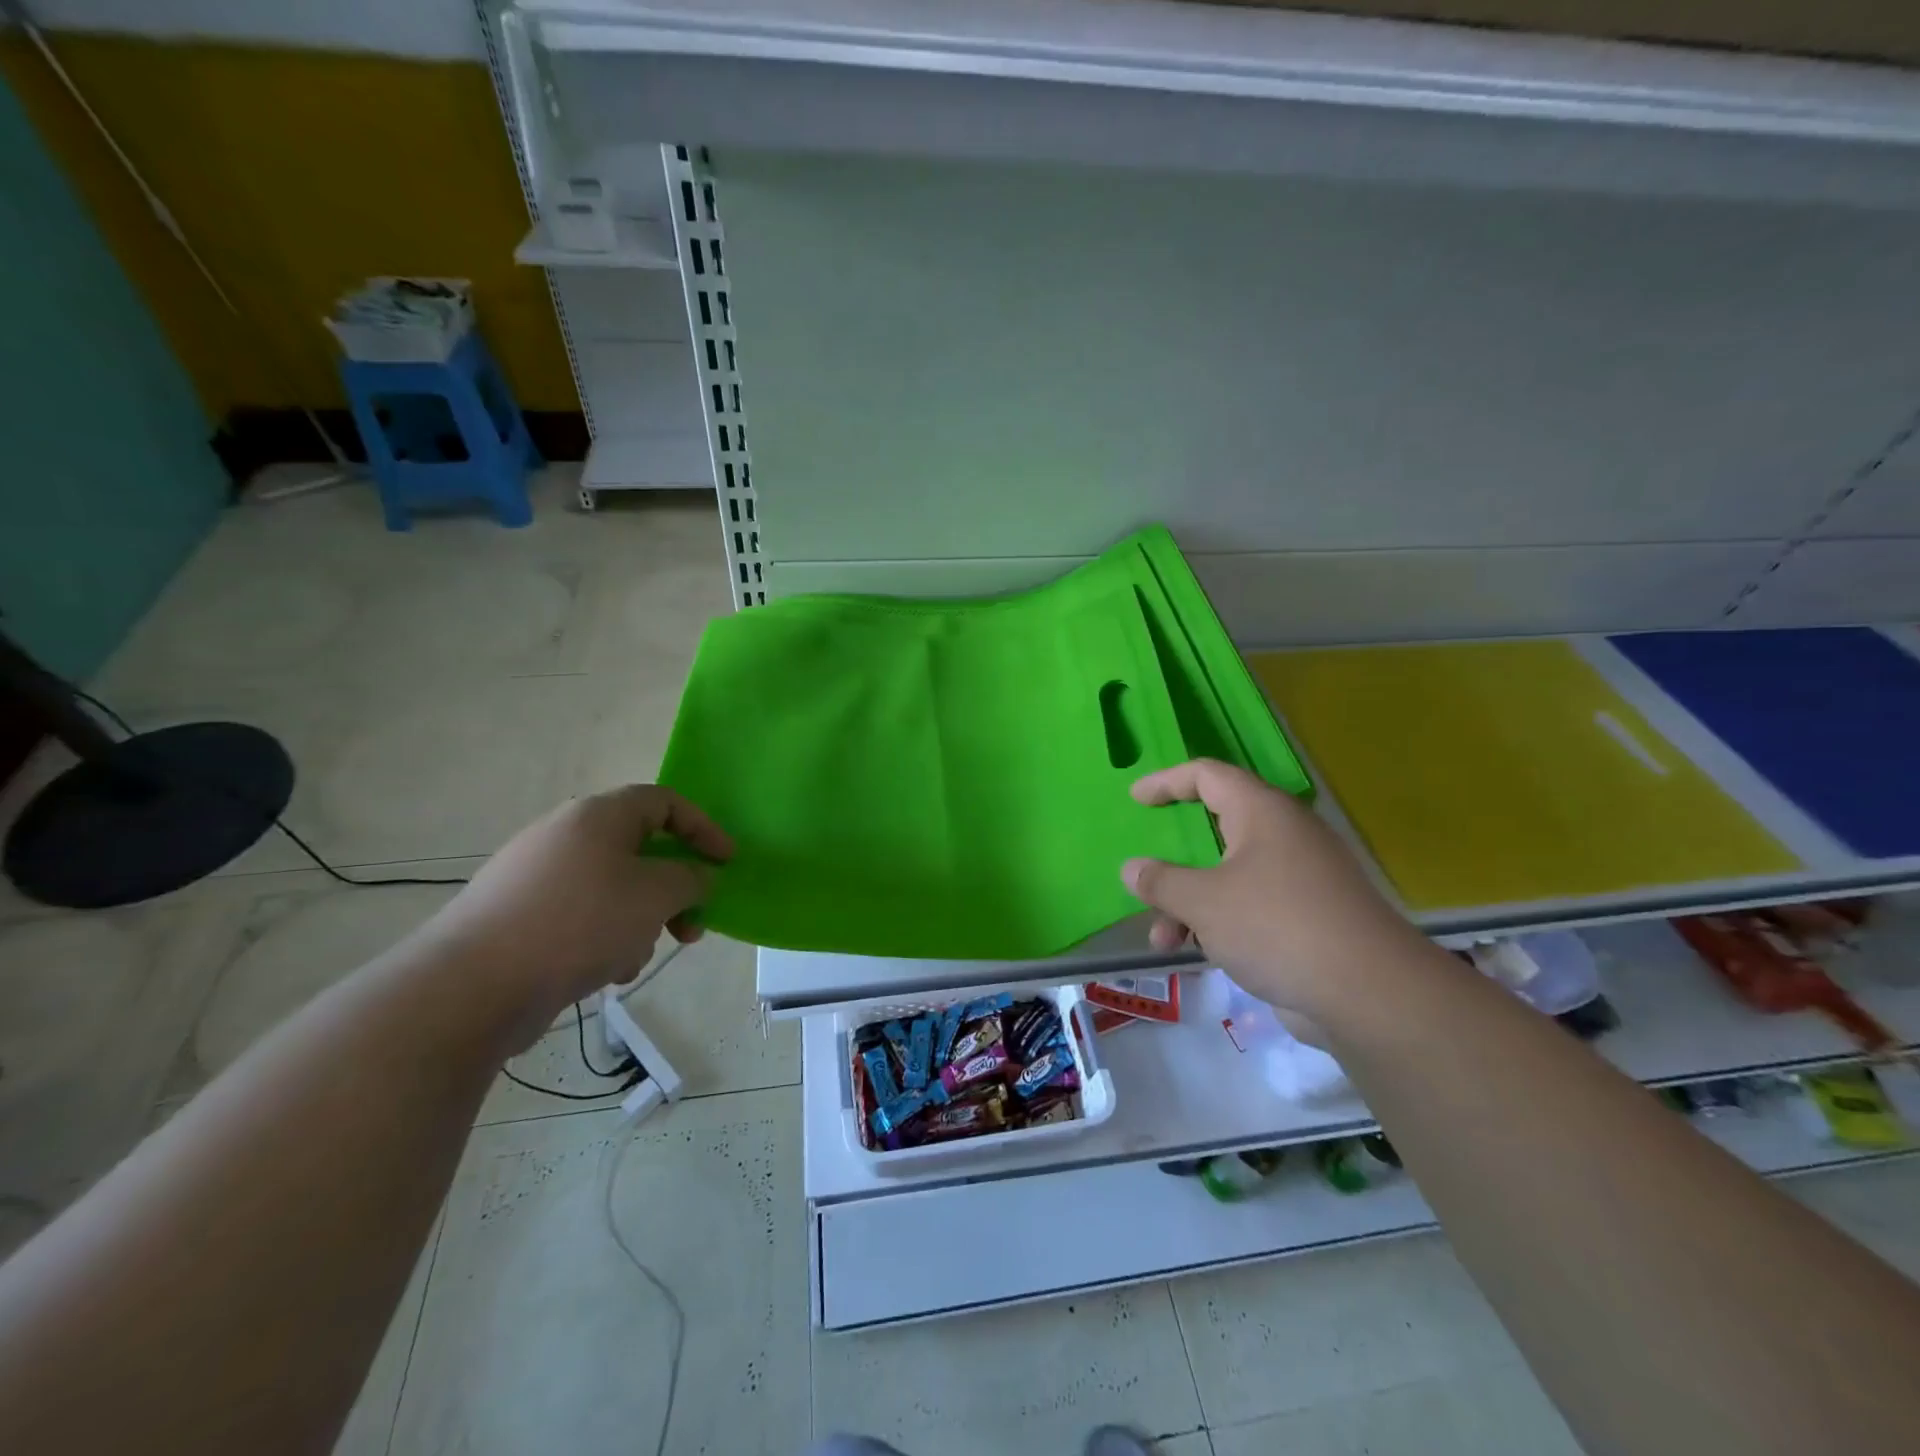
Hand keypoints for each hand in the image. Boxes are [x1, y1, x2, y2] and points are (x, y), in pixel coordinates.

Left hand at [414, 785, 731, 1044]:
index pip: (665, 802)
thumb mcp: (655, 895)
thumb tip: (695, 877)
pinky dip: (602, 938)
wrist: (472, 985)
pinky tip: (601, 973)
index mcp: (599, 816)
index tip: (726, 863)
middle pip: (639, 851)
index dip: (704, 828)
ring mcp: (535, 875)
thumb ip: (690, 878)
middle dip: (672, 890)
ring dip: (639, 921)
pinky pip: (580, 916)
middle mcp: (565, 835)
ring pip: (612, 889)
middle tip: (691, 926)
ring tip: (635, 958)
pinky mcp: (517, 915)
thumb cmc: (579, 923)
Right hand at [1122, 759, 1425, 1023]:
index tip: (1135, 799)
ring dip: (1190, 901)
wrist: (1368, 993)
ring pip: (1229, 875)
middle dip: (1175, 858)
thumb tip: (1132, 868)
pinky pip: (1250, 905)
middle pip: (1216, 829)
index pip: (1206, 775)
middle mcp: (1283, 835)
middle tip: (1148, 868)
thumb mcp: (1204, 901)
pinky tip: (1197, 953)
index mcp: (1262, 812)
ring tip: (1163, 939)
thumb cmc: (1276, 925)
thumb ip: (1161, 882)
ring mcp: (1300, 877)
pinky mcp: (1308, 917)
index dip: (1166, 781)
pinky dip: (1218, 920)